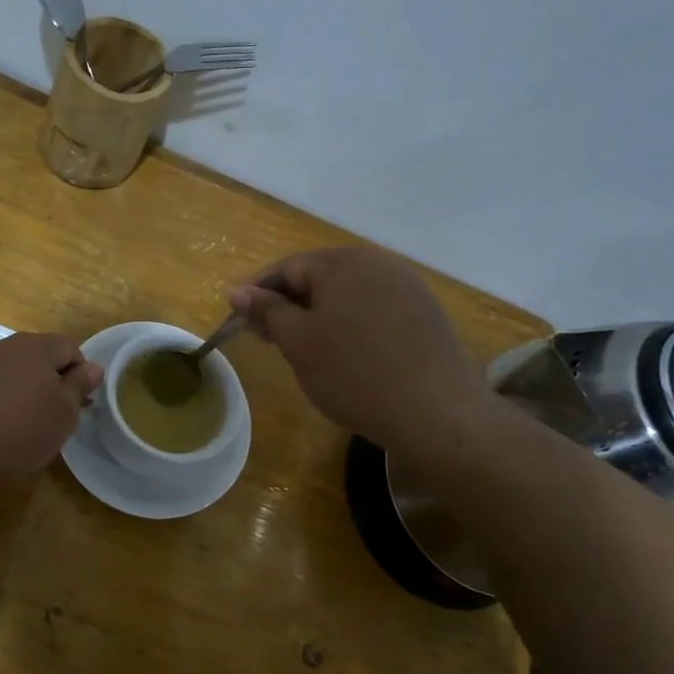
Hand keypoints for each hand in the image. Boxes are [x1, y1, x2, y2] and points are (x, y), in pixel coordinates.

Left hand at [0, 333, 103, 478]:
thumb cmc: (23, 427)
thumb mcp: (64, 412)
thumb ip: (80, 386)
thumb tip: (93, 367)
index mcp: (37, 346)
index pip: (70, 348)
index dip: (81, 373)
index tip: (81, 403)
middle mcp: (5, 345)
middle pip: (39, 356)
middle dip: (52, 381)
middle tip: (56, 415)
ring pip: (12, 371)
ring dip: (24, 390)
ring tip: (26, 424)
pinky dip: (0, 401)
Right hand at [226, 247, 494, 450]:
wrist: (436, 412)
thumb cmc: (354, 374)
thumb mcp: (299, 343)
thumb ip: (267, 311)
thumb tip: (236, 290)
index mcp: (342, 262)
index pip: (286, 269)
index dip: (257, 294)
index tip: (237, 320)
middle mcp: (377, 262)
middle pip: (318, 277)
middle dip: (288, 305)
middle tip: (267, 339)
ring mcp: (406, 285)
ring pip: (346, 293)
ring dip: (318, 315)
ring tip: (303, 349)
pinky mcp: (424, 311)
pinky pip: (373, 308)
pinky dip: (349, 323)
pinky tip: (345, 353)